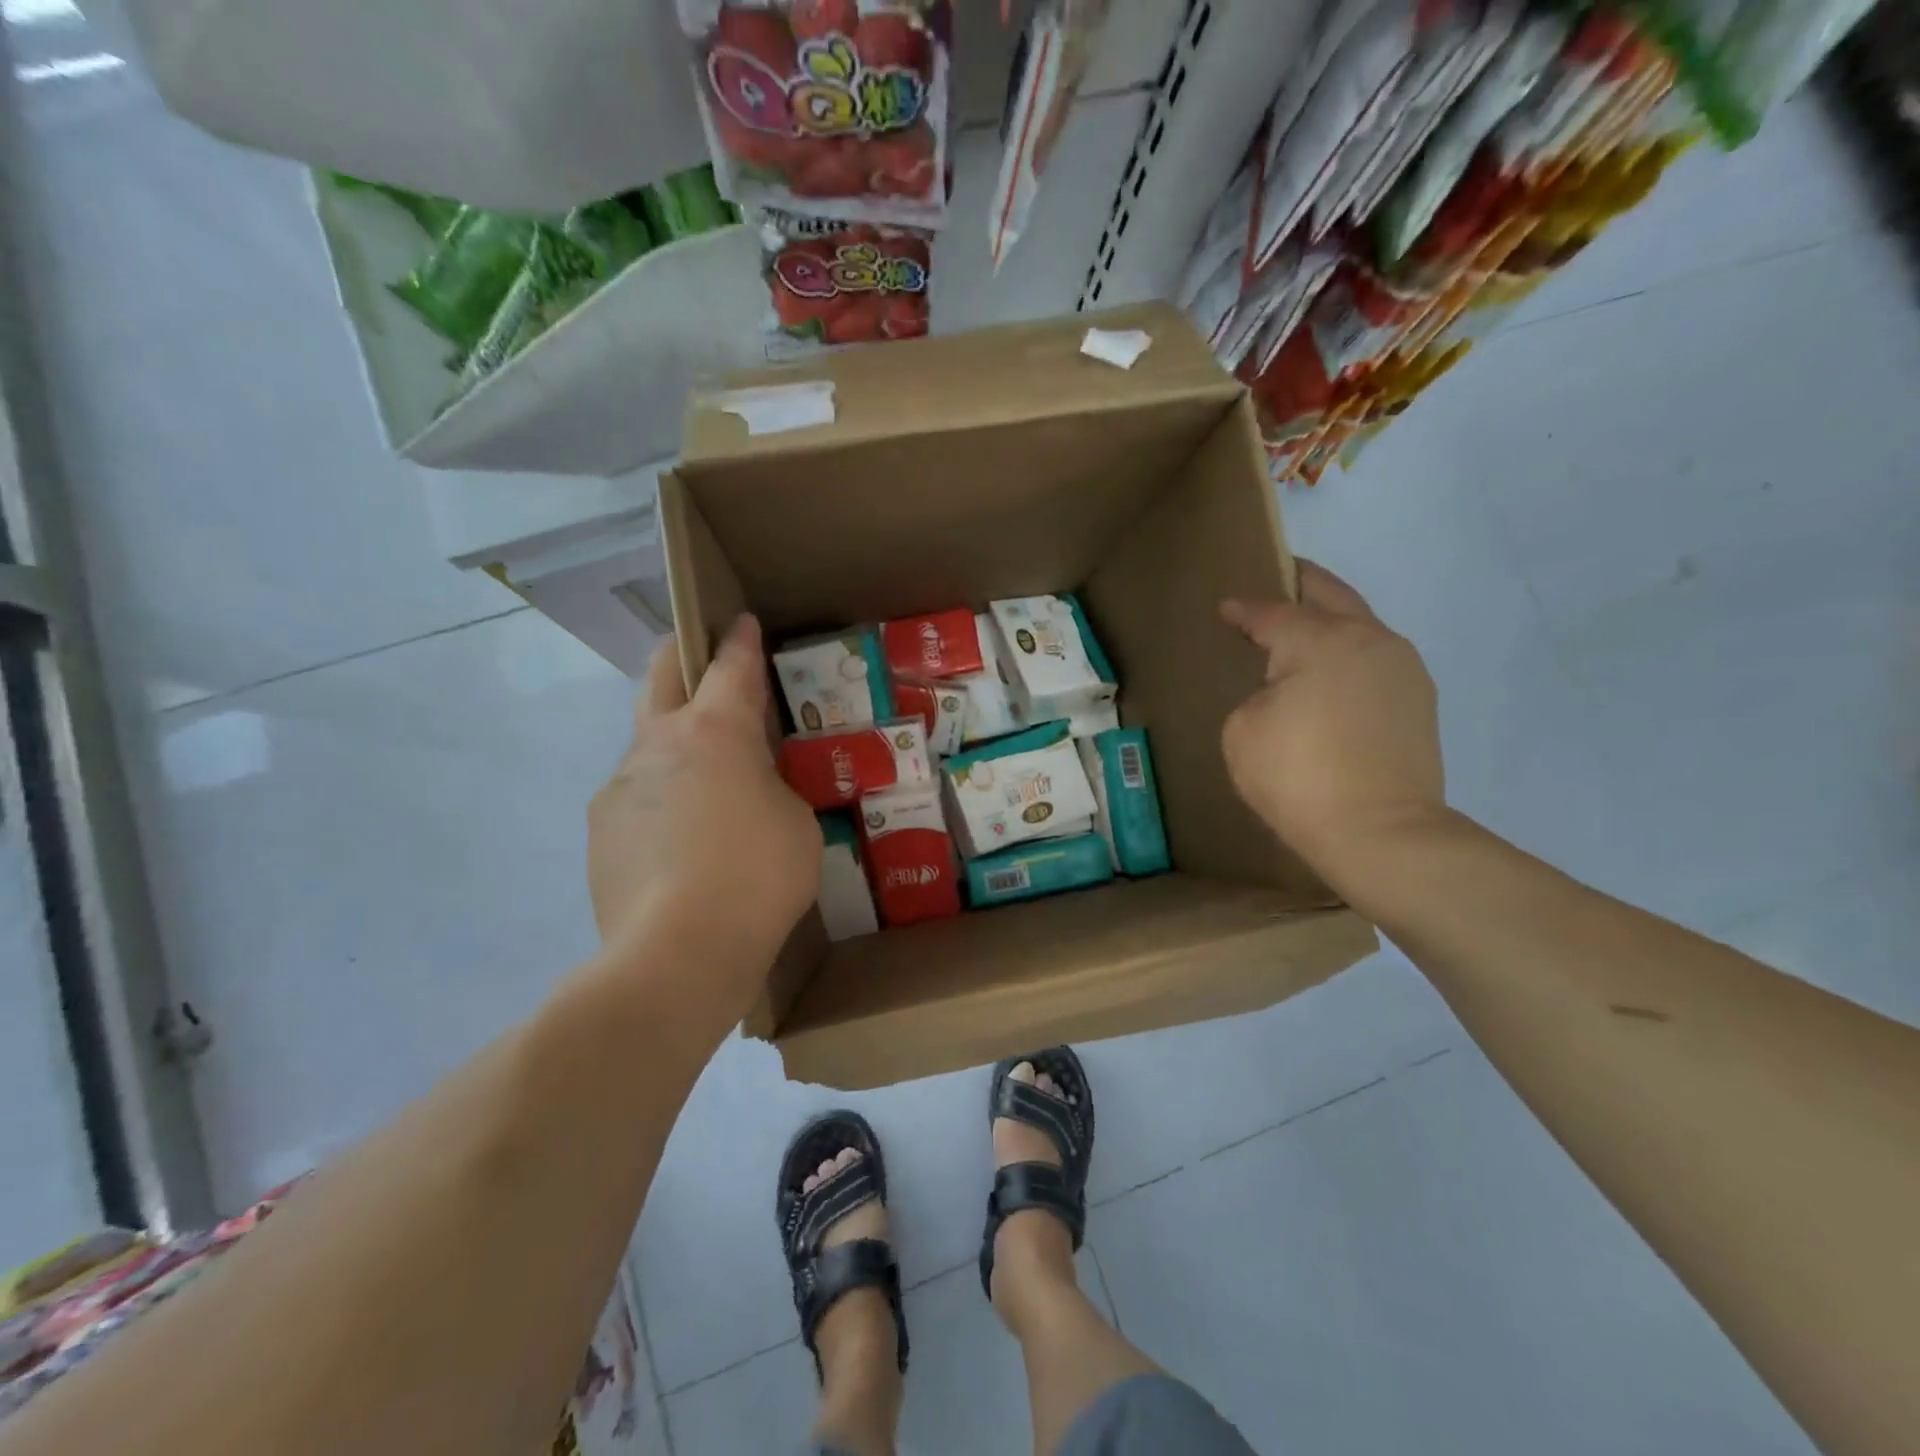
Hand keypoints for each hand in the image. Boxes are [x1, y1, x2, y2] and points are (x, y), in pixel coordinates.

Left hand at [588, 616, 821, 1000]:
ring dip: (673, 740)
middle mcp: (658, 744)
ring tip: (706, 780)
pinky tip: (682, 840)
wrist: (676, 955)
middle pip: (661, 675)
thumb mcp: (797, 822)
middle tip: (701, 655)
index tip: (741, 620)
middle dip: (682, 655)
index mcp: (715, 732)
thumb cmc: (757, 877)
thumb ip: (774, 788)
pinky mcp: (599, 830)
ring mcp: (619, 785)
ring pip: (646, 741)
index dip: (740, 639)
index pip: (730, 666)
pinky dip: (661, 798)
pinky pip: (635, 795)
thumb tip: (748, 790)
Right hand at [1220, 563, 1446, 885]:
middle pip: (1331, 596)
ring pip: (1361, 624)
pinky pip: (1375, 658)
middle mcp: (1369, 639)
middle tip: (1278, 576)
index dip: (1244, 610)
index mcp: (1321, 640)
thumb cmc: (1298, 777)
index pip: (1272, 613)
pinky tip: (1331, 671)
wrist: (1381, 833)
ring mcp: (1402, 668)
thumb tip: (1286, 691)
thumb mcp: (1243, 731)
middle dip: (1302, 583)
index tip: (1226, 609)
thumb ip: (1258, 694)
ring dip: (1331, 618)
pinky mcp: (1418, 700)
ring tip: (1303, 626)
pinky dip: (1349, 652)